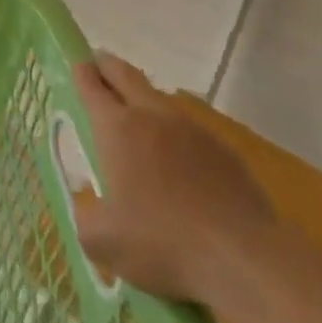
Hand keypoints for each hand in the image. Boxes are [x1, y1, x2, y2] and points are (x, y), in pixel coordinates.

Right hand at [68, 52, 274, 305]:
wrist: (246, 261)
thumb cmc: (161, 243)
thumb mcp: (101, 240)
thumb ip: (87, 218)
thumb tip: (91, 211)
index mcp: (117, 129)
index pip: (92, 87)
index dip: (81, 72)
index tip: (75, 61)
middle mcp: (154, 118)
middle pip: (127, 76)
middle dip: (109, 66)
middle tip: (98, 63)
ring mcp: (195, 133)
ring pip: (162, 100)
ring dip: (143, 97)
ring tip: (135, 112)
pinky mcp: (227, 154)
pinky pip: (191, 131)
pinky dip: (176, 132)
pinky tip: (177, 158)